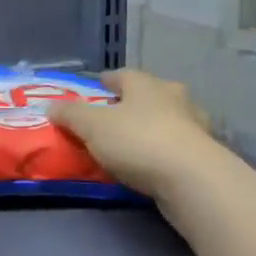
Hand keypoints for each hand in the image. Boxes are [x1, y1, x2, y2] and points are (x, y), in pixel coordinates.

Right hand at [48, 69, 220, 201]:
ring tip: (133, 144)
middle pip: (148, 94)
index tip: (94, 90)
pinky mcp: (205, 155)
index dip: (105, 82)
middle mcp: (173, 97)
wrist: (193, 180)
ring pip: (167, 120)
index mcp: (146, 84)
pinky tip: (153, 165)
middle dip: (132, 103)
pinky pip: (177, 147)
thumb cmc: (138, 141)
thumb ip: (70, 114)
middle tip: (112, 118)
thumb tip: (50, 106)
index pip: (122, 74)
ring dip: (153, 128)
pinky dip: (165, 152)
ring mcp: (194, 126)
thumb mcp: (92, 126)